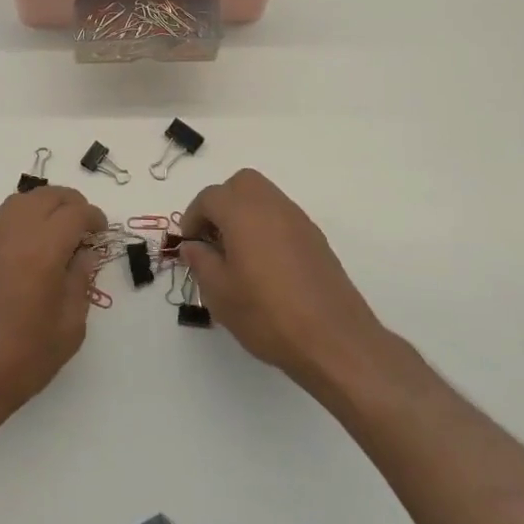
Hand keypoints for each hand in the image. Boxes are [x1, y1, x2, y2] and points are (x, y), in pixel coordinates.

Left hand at [0, 185, 106, 433]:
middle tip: (85, 225)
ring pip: (22, 201)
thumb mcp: (69, 327)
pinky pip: (4, 217)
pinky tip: (34, 241)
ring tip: (60, 228)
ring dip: (45, 205)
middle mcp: (15, 234)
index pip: (74, 213)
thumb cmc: (23, 357)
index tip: (102, 231)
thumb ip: (80, 283)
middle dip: (71, 203)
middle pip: (47, 197)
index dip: (93, 217)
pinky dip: (24, 215)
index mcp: (43, 250)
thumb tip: (85, 255)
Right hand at [180, 169, 386, 391]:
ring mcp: (298, 220)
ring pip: (264, 197)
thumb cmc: (267, 314)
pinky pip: (282, 217)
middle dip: (221, 203)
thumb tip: (193, 246)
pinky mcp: (315, 238)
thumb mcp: (220, 293)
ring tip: (236, 252)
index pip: (209, 197)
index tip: (189, 244)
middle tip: (212, 237)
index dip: (193, 217)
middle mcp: (272, 206)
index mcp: (243, 212)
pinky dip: (266, 226)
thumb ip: (201, 262)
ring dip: (244, 213)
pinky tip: (264, 264)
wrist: (334, 339)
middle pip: (241, 184)